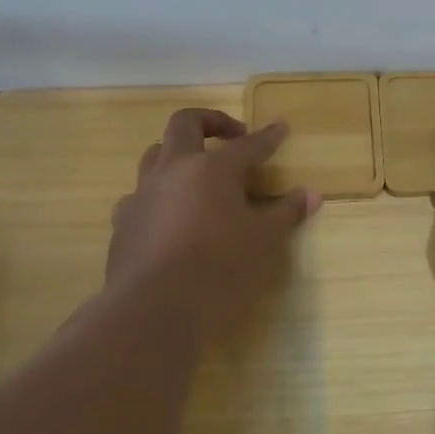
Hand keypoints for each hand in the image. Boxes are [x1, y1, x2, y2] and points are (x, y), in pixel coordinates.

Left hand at [107, 108, 320, 346]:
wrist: (153, 311)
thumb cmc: (220, 270)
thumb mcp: (264, 243)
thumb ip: (286, 213)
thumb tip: (311, 194)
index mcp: (213, 168)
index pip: (247, 145)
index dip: (267, 137)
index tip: (280, 127)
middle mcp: (174, 170)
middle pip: (185, 124)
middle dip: (211, 122)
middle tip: (231, 136)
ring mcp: (143, 194)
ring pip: (155, 154)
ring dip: (178, 154)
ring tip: (197, 173)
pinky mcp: (123, 222)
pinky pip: (140, 195)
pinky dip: (158, 196)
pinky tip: (169, 216)